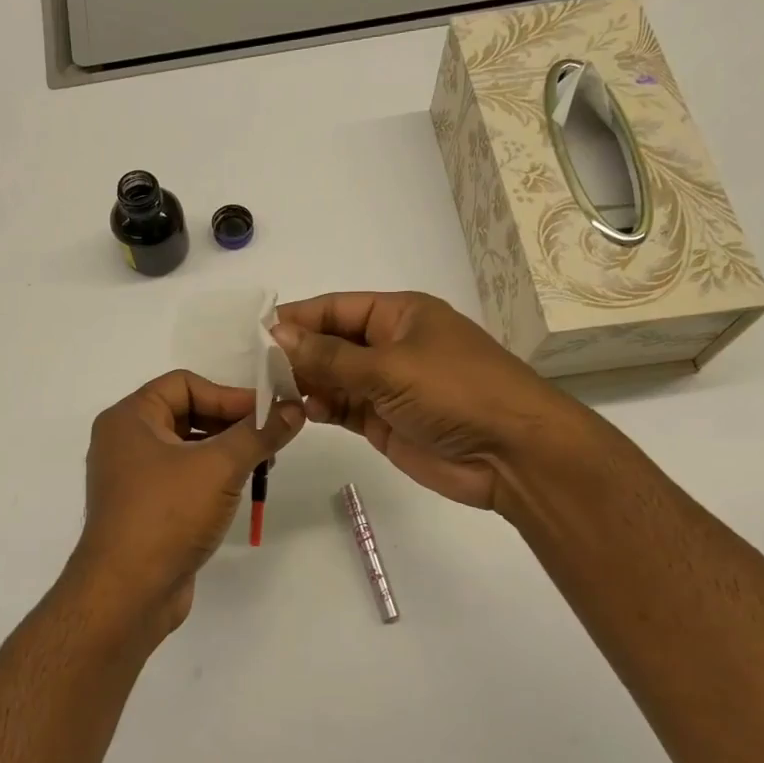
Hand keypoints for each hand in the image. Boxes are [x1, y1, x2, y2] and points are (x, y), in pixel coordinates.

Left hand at [70, 370, 303, 637]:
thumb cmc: (168, 515)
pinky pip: (182, 478)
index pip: (185, 384)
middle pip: (187, 413)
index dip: (229, 394)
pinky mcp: (145, 510)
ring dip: (226, 451)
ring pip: (187, 448)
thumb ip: (259, 433)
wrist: (127, 594)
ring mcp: (133, 479)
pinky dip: (211, 478)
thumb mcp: (220, 467)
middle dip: (232, 424)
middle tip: (271, 439)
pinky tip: (238, 491)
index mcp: (129, 419)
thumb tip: (295, 408)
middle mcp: (125, 442)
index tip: (268, 413)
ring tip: (262, 465)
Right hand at [272, 291, 585, 509]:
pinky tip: (300, 412)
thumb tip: (277, 334)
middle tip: (251, 369)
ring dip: (304, 384)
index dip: (297, 319)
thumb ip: (329, 356)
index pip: (335, 309)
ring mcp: (388, 386)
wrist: (512, 454)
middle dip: (295, 354)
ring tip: (267, 392)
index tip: (254, 333)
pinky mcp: (385, 422)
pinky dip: (322, 409)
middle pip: (331, 343)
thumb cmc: (455, 391)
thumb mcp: (389, 367)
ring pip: (333, 378)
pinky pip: (343, 409)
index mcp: (399, 315)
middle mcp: (391, 346)